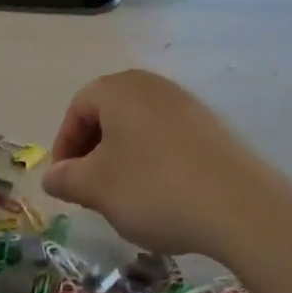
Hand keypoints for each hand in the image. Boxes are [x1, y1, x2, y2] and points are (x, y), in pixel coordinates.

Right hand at [42, 71, 287, 262]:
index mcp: (118, 89)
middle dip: (93, 151)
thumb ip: (65, 178)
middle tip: (90, 189)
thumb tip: (51, 176)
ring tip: (124, 197)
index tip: (65, 181)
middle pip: (109, 114)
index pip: (77, 108)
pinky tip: (162, 196)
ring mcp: (187, 104)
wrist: (239, 206)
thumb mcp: (96, 188)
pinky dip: (154, 162)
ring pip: (139, 128)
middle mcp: (152, 86)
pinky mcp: (212, 128)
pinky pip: (168, 139)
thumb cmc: (153, 188)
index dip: (64, 145)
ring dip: (123, 158)